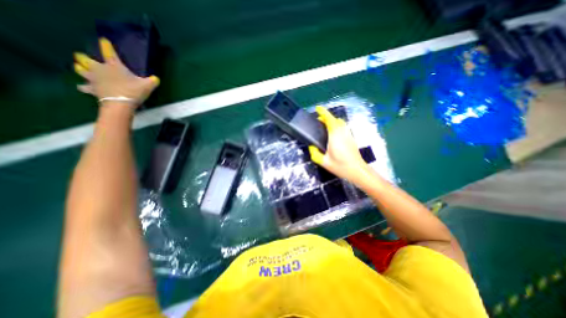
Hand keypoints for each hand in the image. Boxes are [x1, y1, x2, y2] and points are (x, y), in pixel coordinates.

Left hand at [73, 38, 158, 108]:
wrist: (120, 104)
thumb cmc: (133, 91)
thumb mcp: (148, 86)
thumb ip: (152, 81)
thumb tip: (156, 78)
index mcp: (114, 66)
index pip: (109, 52)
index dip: (106, 45)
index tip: (103, 40)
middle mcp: (100, 69)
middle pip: (84, 59)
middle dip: (83, 57)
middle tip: (83, 57)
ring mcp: (93, 79)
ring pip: (79, 70)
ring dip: (79, 68)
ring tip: (80, 68)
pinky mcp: (92, 89)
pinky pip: (83, 87)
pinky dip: (83, 86)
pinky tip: (83, 87)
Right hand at [309, 105, 367, 182]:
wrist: (357, 171)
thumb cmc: (341, 166)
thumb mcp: (324, 162)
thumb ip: (314, 153)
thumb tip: (311, 147)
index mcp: (334, 135)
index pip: (329, 119)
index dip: (323, 112)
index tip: (317, 108)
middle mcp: (342, 132)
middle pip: (335, 119)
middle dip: (326, 117)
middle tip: (318, 122)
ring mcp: (348, 134)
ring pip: (340, 123)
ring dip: (332, 121)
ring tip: (324, 127)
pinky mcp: (351, 138)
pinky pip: (343, 127)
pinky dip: (337, 126)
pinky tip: (332, 135)